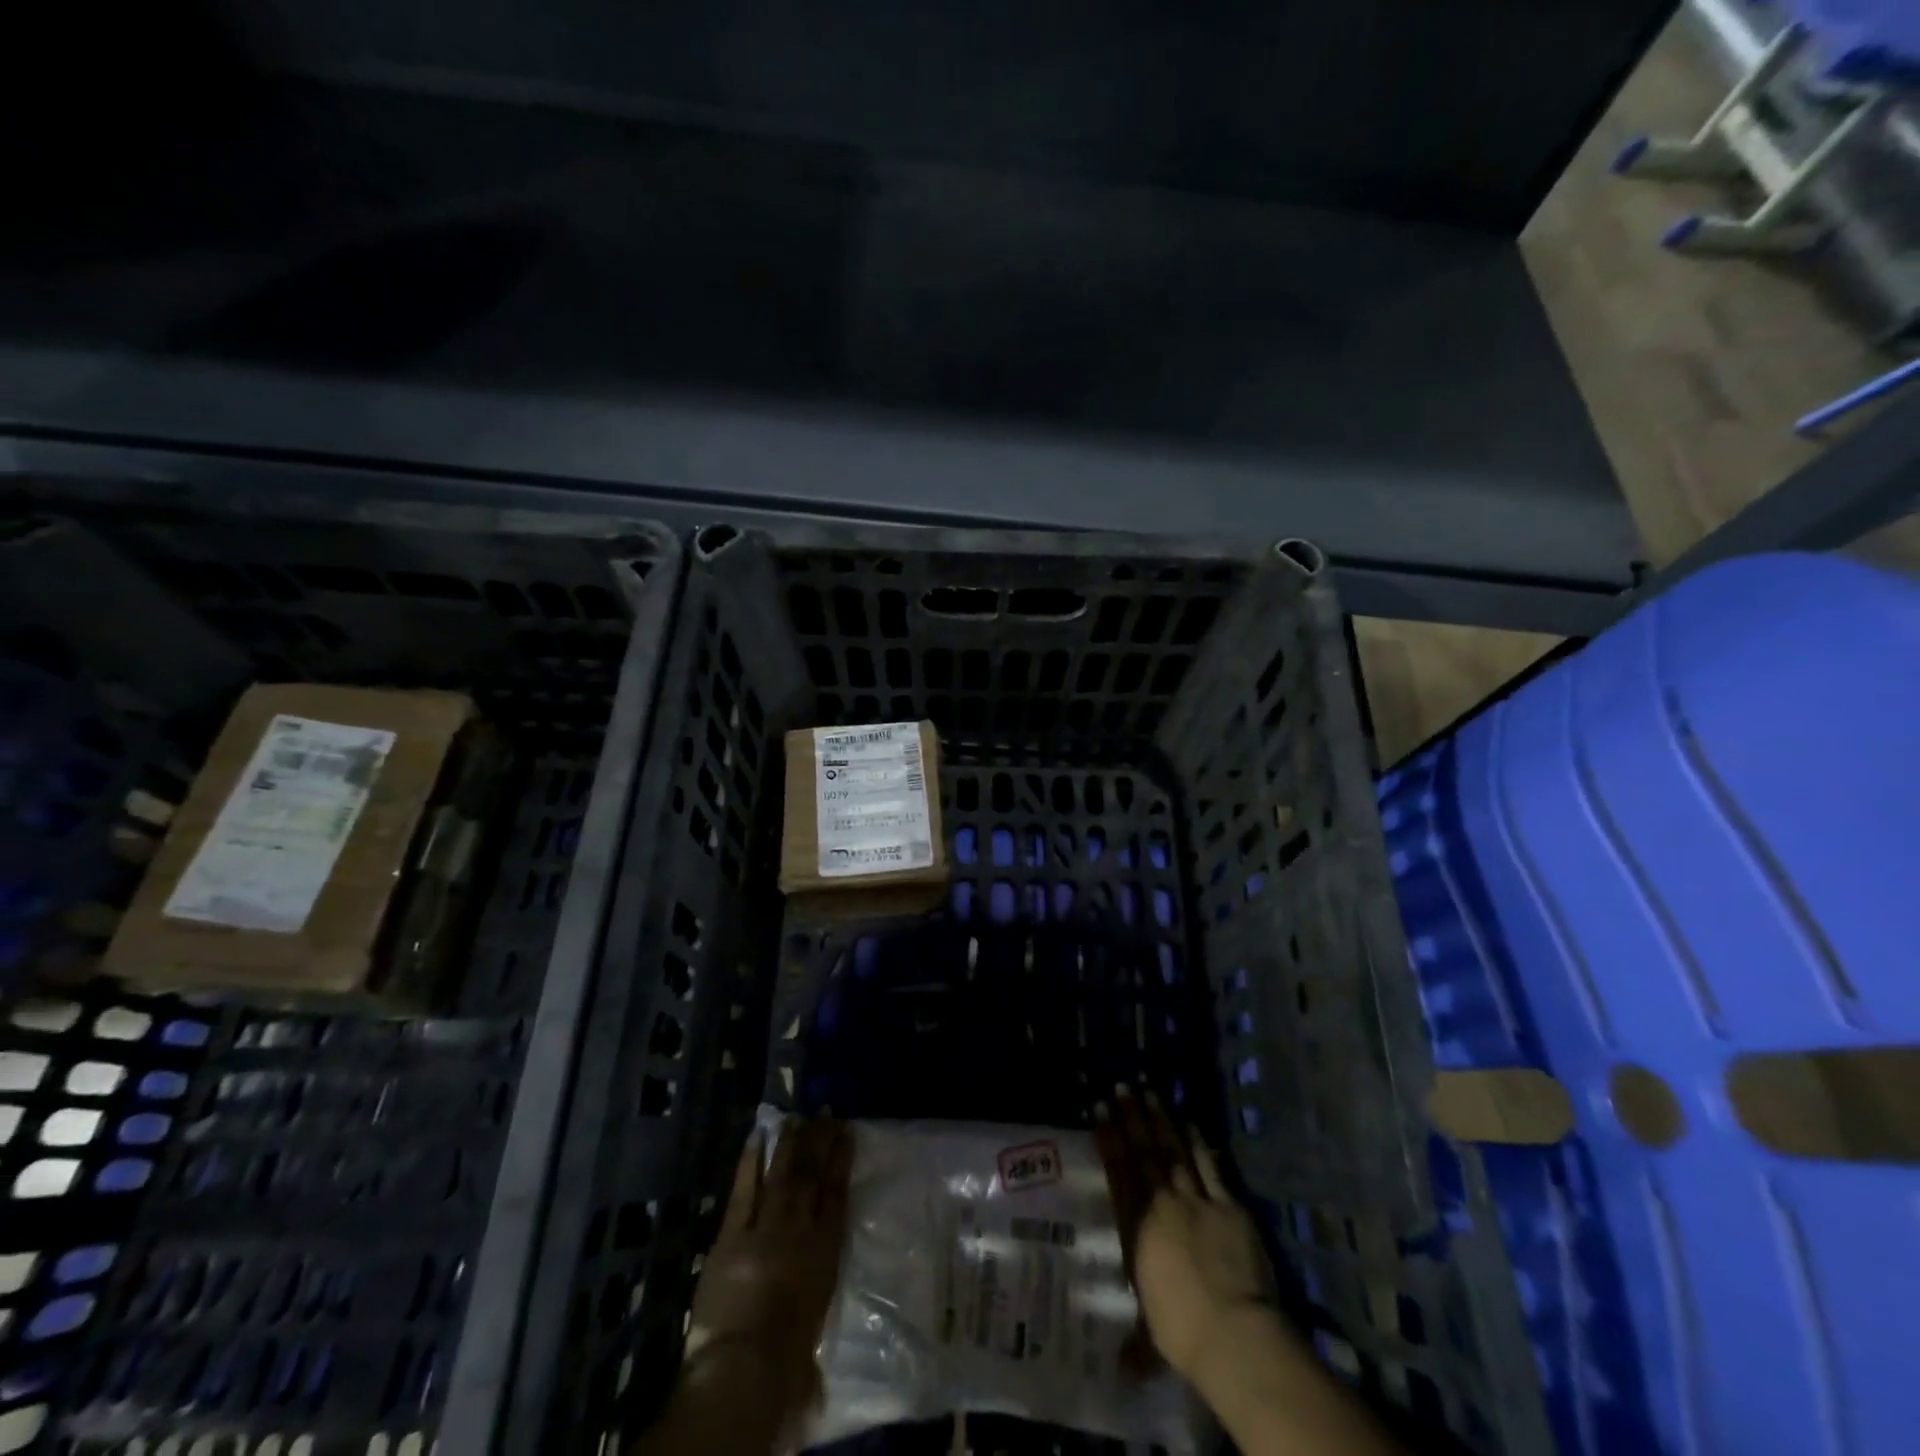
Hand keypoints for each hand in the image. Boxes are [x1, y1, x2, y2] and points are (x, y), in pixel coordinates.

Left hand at [684, 1117, 853, 1418]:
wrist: (746, 1368)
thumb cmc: (787, 1363)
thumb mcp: (813, 1331)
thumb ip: (813, 1309)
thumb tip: (815, 1323)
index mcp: (826, 1252)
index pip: (837, 1195)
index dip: (841, 1161)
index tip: (846, 1132)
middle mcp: (801, 1230)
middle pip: (811, 1176)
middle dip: (818, 1141)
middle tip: (823, 1111)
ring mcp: (766, 1227)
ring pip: (781, 1175)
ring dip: (789, 1144)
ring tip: (795, 1117)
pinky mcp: (731, 1235)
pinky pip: (744, 1189)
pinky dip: (750, 1161)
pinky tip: (757, 1136)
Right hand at [1095, 1085, 1274, 1382]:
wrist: (1232, 1331)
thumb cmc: (1182, 1332)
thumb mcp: (1152, 1333)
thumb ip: (1137, 1342)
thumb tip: (1120, 1374)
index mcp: (1136, 1229)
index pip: (1118, 1172)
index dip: (1109, 1138)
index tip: (1101, 1108)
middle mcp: (1160, 1205)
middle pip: (1144, 1153)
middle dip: (1132, 1117)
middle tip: (1123, 1086)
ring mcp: (1195, 1200)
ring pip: (1173, 1151)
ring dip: (1161, 1121)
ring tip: (1150, 1092)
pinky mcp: (1227, 1206)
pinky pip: (1210, 1168)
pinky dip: (1200, 1145)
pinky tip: (1192, 1124)